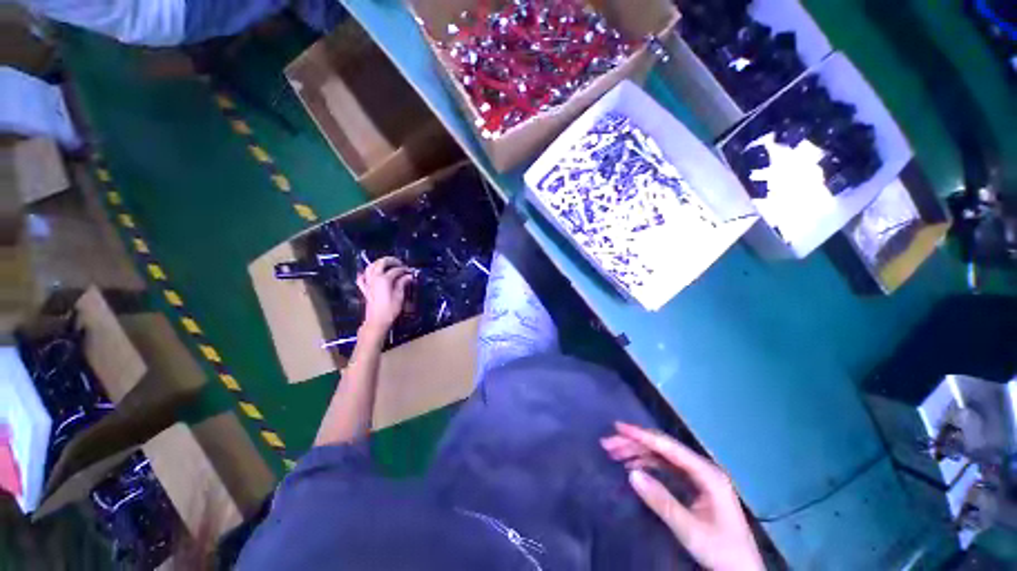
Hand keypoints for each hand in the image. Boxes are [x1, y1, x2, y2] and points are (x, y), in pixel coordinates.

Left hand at [356, 257, 412, 337]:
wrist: (377, 321)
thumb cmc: (390, 309)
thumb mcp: (399, 296)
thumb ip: (403, 283)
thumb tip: (409, 276)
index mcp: (384, 279)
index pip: (396, 270)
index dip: (404, 270)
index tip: (411, 272)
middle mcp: (374, 278)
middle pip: (381, 263)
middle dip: (392, 260)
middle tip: (401, 264)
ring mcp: (368, 283)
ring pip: (370, 266)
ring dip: (379, 263)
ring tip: (388, 265)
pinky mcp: (364, 289)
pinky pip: (362, 278)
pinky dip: (365, 273)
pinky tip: (370, 274)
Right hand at [601, 422, 763, 570]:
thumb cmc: (721, 551)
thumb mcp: (690, 530)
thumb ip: (661, 501)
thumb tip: (631, 474)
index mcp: (707, 473)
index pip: (668, 447)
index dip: (641, 435)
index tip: (618, 427)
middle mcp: (702, 469)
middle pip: (663, 448)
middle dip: (634, 444)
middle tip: (608, 444)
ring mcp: (698, 477)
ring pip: (662, 457)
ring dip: (638, 453)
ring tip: (614, 453)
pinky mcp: (694, 487)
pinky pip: (666, 468)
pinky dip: (647, 464)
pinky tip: (632, 466)